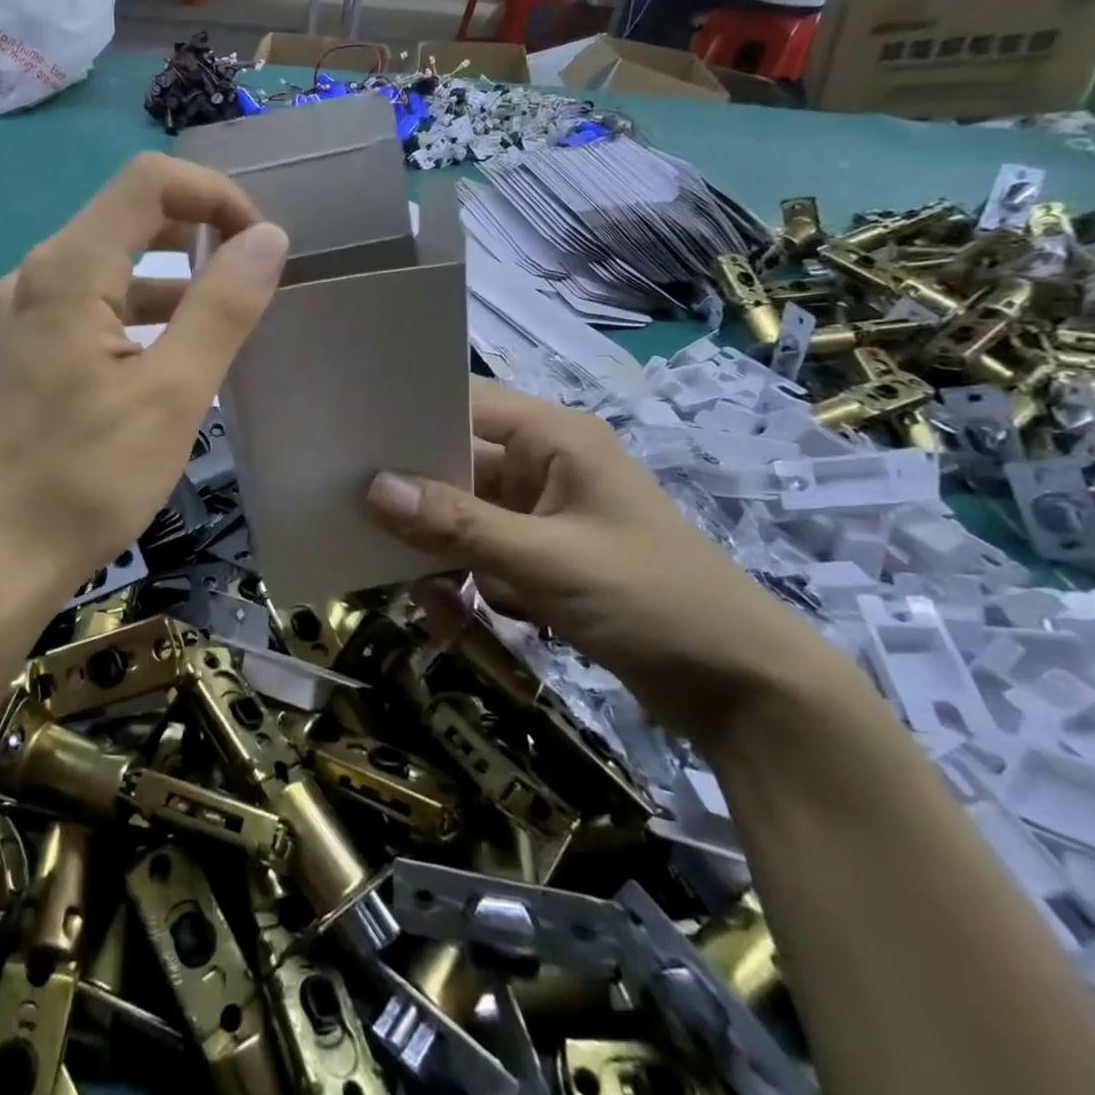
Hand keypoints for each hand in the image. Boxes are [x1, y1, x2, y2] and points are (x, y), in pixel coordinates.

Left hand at [0, 153, 288, 611]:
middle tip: (251, 279)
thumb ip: (222, 307)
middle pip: (126, 217)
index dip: (215, 195)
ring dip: (170, 279)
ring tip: (222, 322)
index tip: (261, 245)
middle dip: (197, 233)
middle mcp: (36, 276)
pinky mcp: (20, 354)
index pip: (148, 181)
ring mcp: (21, 316)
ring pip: (108, 266)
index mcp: (68, 270)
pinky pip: (88, 308)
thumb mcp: (173, 394)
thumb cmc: (86, 479)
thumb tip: (268, 238)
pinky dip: (137, 314)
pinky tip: (167, 359)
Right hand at [365, 380, 842, 745]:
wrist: (743, 691)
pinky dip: (465, 586)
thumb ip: (458, 524)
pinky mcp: (541, 560)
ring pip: (460, 518)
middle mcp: (544, 467)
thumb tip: (373, 489)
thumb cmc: (654, 601)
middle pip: (454, 466)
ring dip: (440, 556)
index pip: (466, 403)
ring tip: (432, 601)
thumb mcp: (547, 561)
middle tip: (363, 529)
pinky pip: (479, 557)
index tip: (351, 441)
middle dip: (417, 505)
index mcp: (555, 440)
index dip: (410, 417)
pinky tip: (459, 621)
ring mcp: (541, 516)